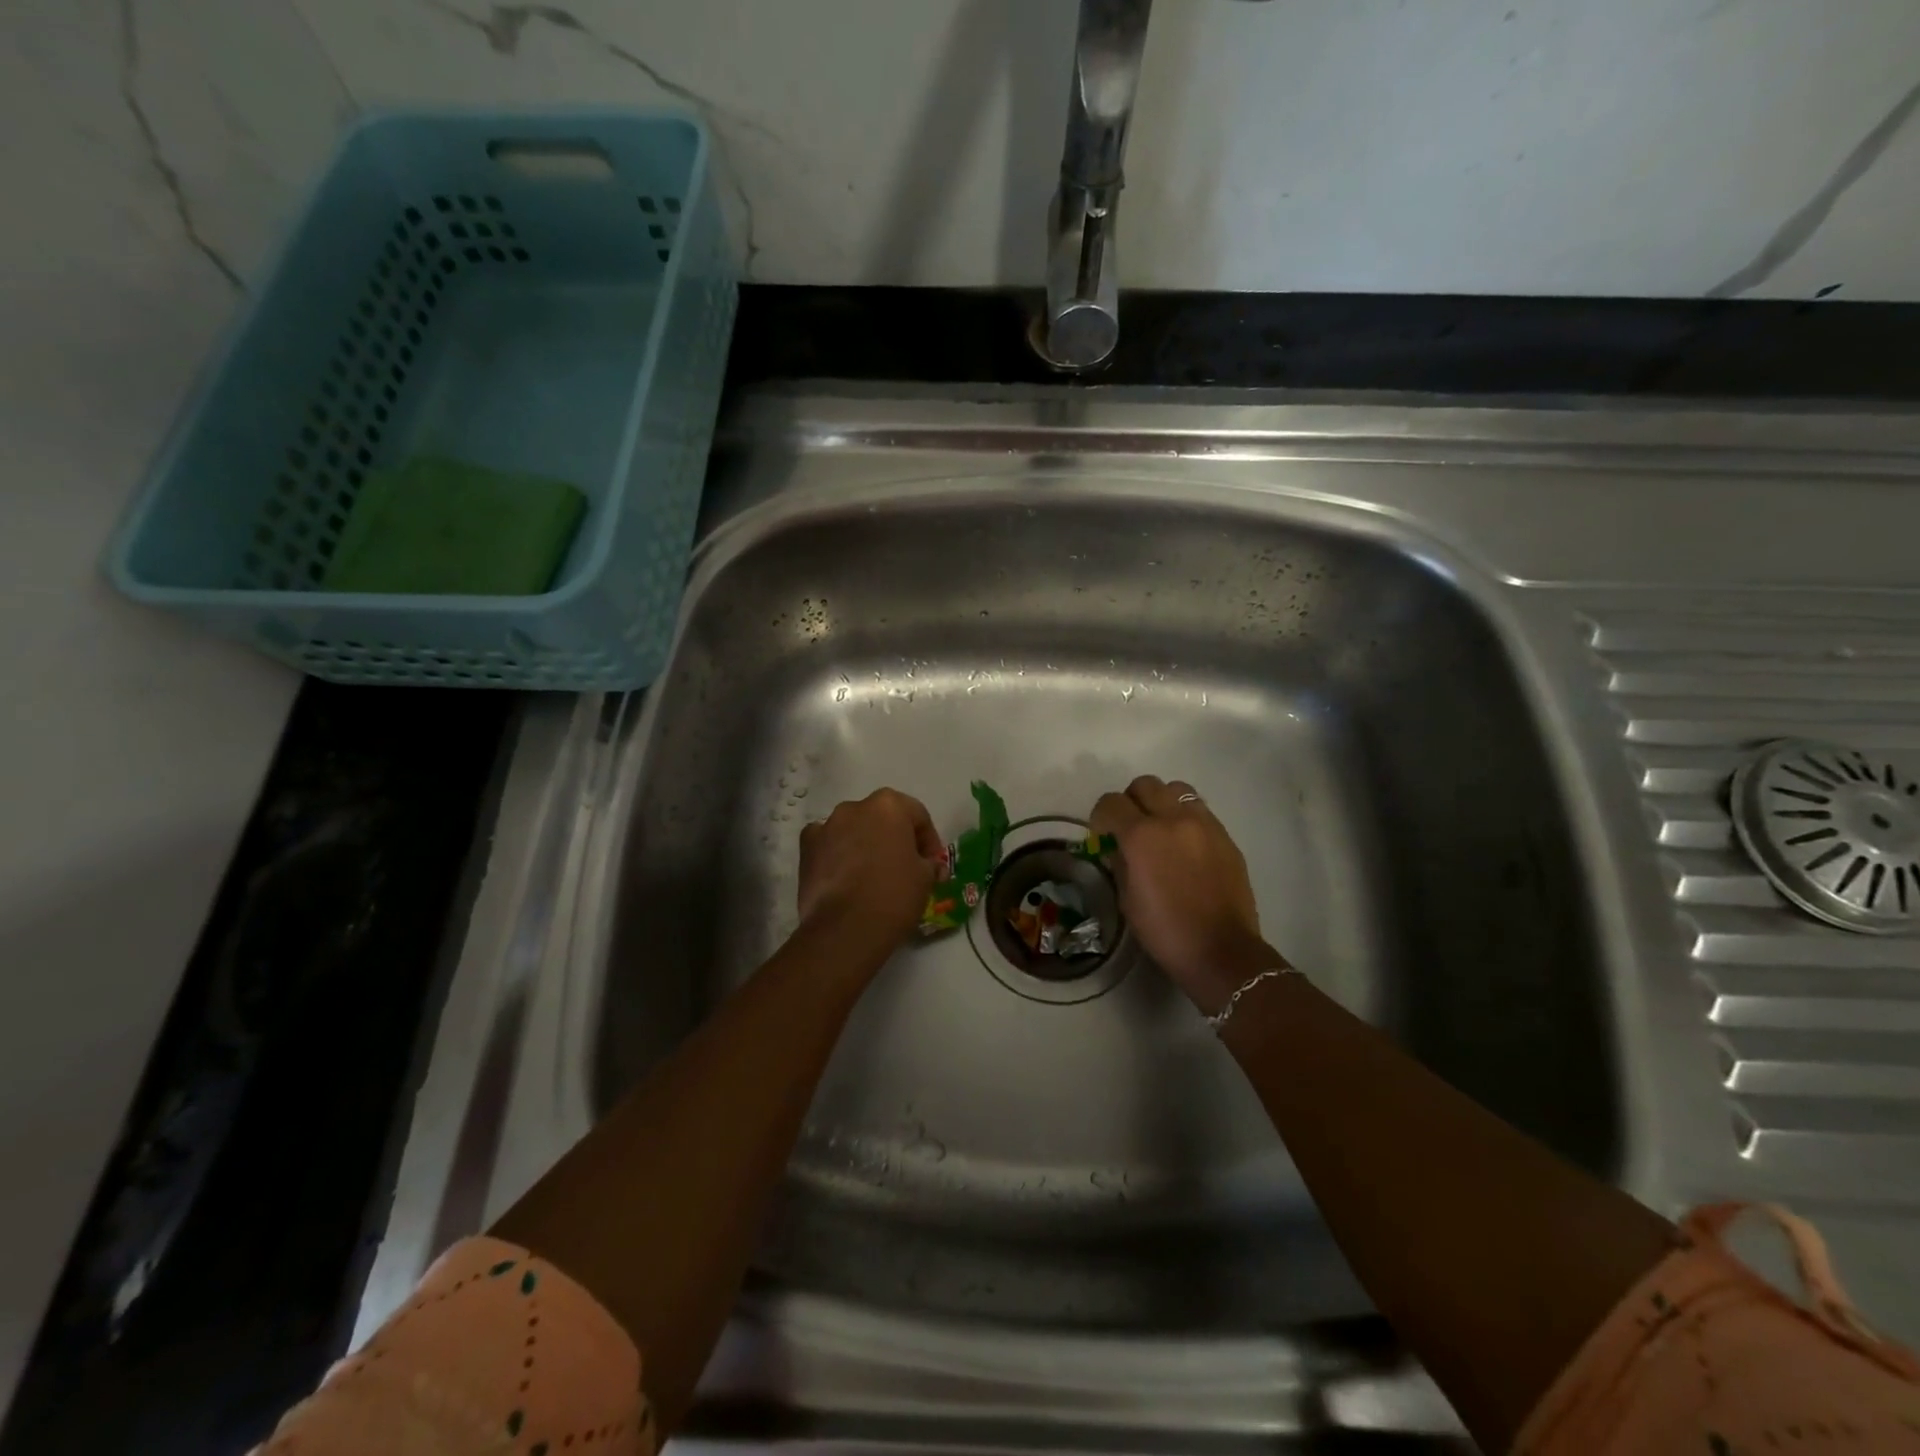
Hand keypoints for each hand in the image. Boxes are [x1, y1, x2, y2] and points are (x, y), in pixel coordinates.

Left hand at [798, 788, 943, 955]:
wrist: (845, 929)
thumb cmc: (893, 895)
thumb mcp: (925, 879)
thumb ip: (929, 864)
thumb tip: (927, 865)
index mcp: (889, 805)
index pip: (918, 816)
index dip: (929, 841)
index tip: (933, 865)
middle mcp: (855, 807)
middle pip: (882, 819)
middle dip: (895, 839)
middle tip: (905, 868)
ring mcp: (826, 826)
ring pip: (853, 830)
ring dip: (865, 845)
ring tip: (873, 875)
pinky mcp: (806, 849)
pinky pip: (828, 845)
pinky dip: (837, 856)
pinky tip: (845, 878)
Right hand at [1090, 775, 1279, 1009]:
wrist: (1222, 951)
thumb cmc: (1165, 930)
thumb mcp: (1127, 898)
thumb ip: (1119, 862)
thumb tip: (1117, 847)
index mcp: (1142, 835)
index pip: (1111, 803)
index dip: (1101, 816)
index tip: (1102, 835)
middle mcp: (1173, 818)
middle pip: (1145, 784)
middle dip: (1131, 802)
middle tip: (1130, 828)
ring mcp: (1204, 823)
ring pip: (1176, 790)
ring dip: (1162, 803)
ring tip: (1162, 830)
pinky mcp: (1225, 836)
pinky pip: (1200, 811)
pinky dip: (1185, 819)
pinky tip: (1186, 847)